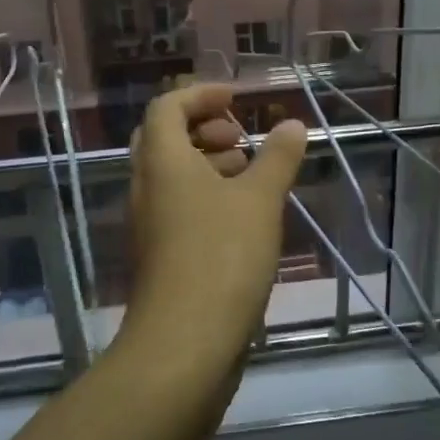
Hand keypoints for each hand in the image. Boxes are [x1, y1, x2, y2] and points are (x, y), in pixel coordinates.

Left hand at [123, 83, 306, 362]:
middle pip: (165, 138)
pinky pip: (179, 207)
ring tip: (251, 173)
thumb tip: (293, 124)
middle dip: (204, 128)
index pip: (167, 106)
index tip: (236, 100)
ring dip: (208, 163)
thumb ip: (278, 157)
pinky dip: (207, 196)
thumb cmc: (221, 256)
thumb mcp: (260, 199)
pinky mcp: (161, 255)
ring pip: (173, 175)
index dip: (201, 95)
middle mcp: (147, 186)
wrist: (184, 344)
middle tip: (240, 137)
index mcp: (162, 161)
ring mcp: (150, 224)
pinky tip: (244, 215)